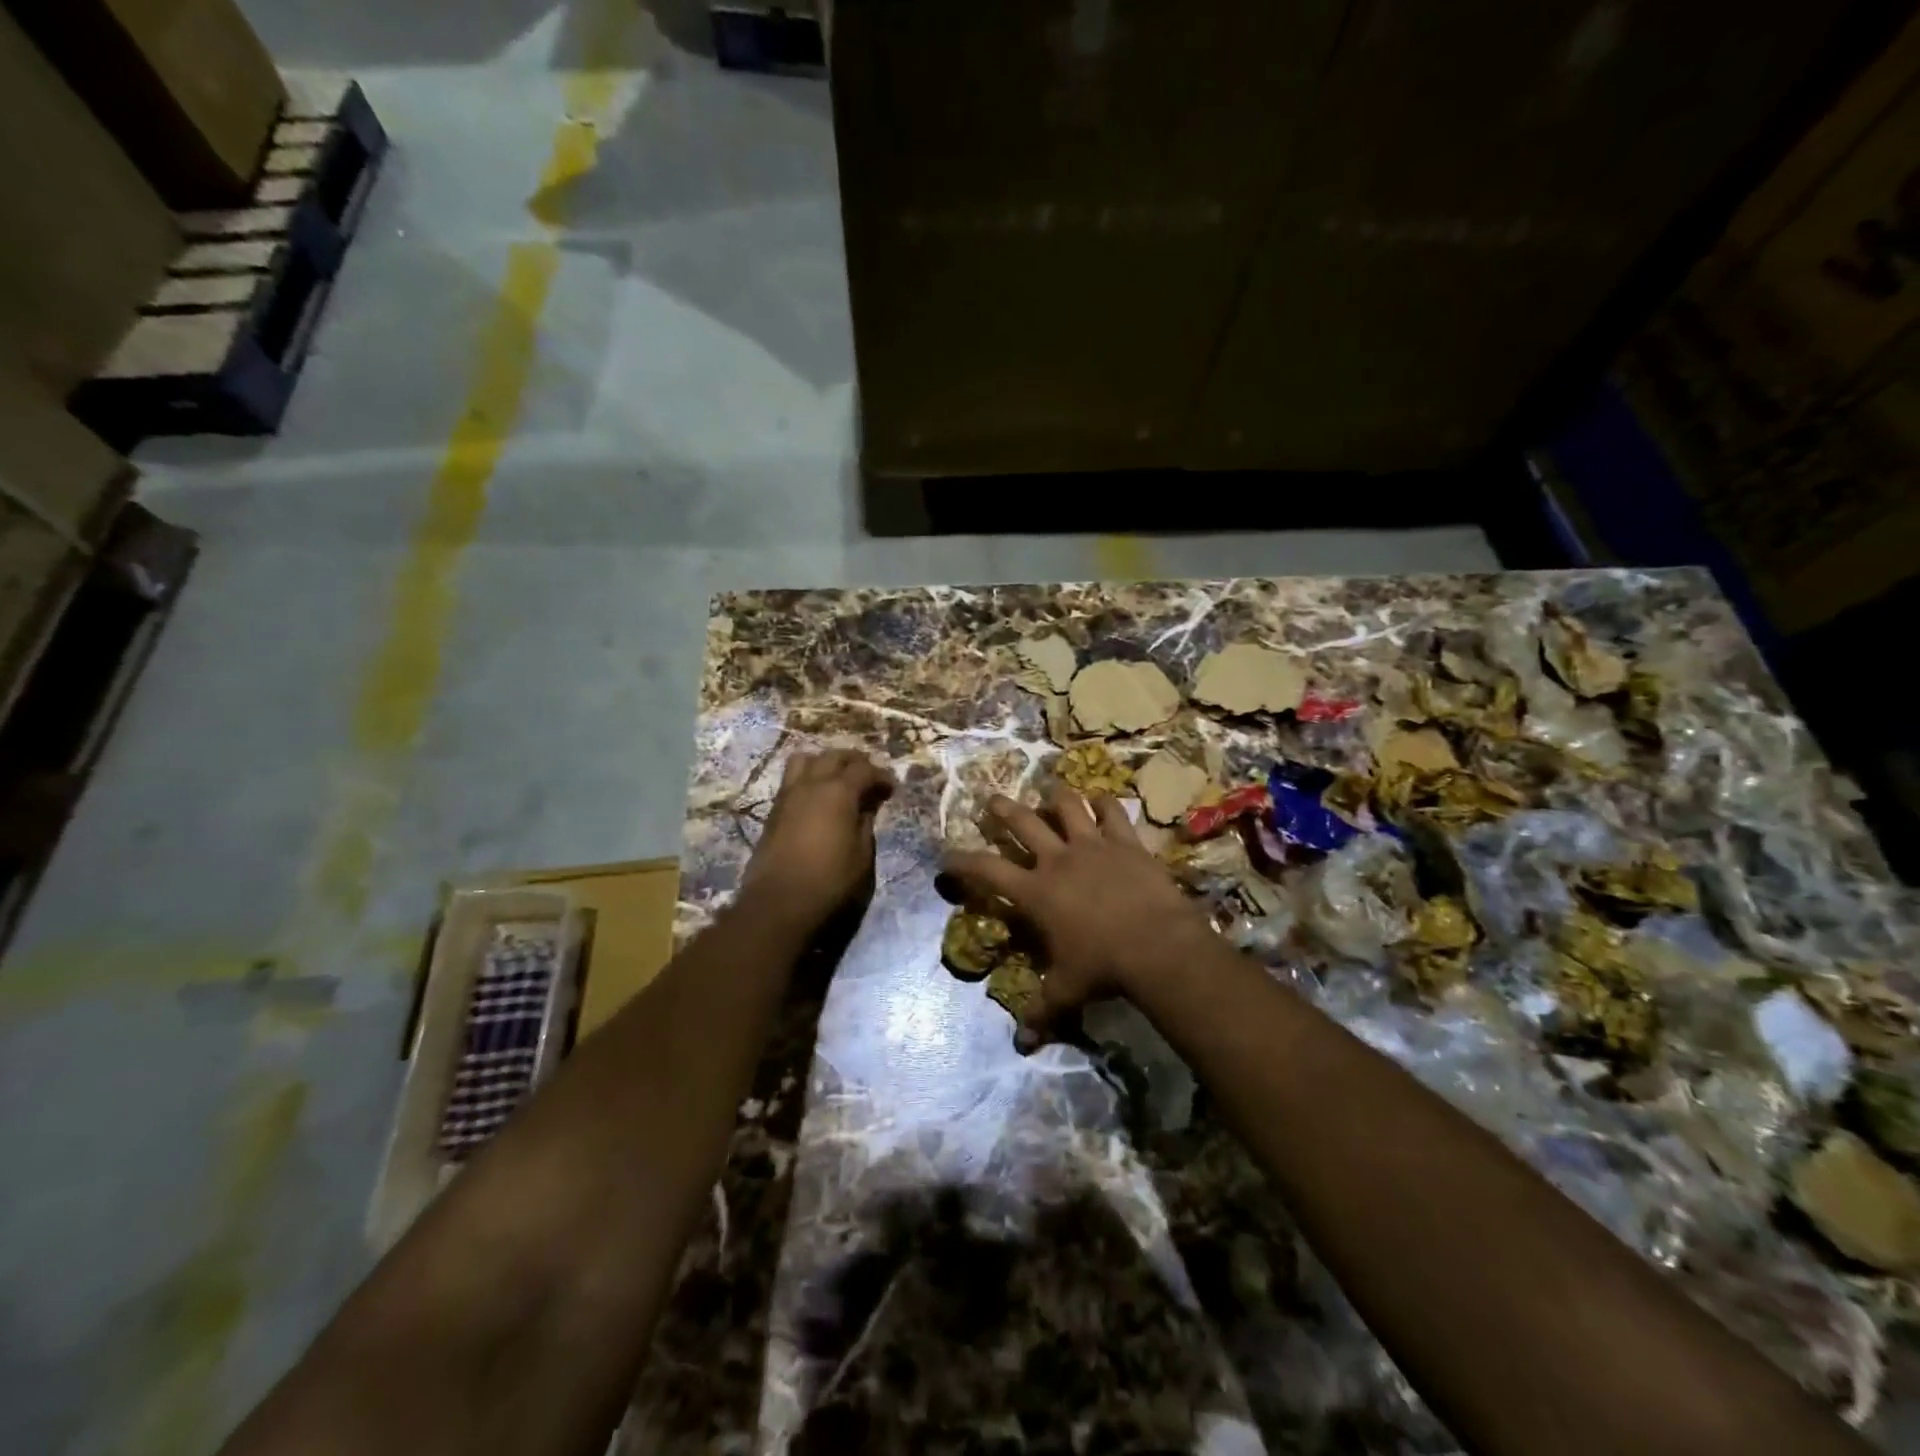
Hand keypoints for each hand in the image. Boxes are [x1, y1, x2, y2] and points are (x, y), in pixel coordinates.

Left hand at [742, 748, 895, 930]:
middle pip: (833, 756)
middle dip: (854, 761)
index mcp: (838, 792)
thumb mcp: (862, 855)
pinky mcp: (773, 811)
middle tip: (868, 777)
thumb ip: (866, 823)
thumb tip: (867, 806)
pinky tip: (817, 799)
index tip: (891, 788)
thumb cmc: (830, 881)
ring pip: (805, 760)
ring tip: (837, 780)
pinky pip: (792, 780)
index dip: (881, 776)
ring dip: (824, 763)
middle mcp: (811, 784)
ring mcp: (787, 795)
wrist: (779, 904)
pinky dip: (808, 779)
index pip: (864, 769)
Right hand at [943, 785, 1211, 1039]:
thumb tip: (1021, 1044)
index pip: (987, 870)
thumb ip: (1041, 1011)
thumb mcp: (1066, 992)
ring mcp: (1093, 845)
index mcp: (1036, 892)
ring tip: (1051, 793)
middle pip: (1022, 822)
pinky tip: (1102, 800)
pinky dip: (1105, 803)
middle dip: (1002, 808)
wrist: (1158, 945)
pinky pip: (1113, 811)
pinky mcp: (1125, 842)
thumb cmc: (1104, 967)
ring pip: (1067, 805)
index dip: (962, 861)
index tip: (947, 855)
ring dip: (1056, 798)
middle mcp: (1058, 859)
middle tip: (991, 799)